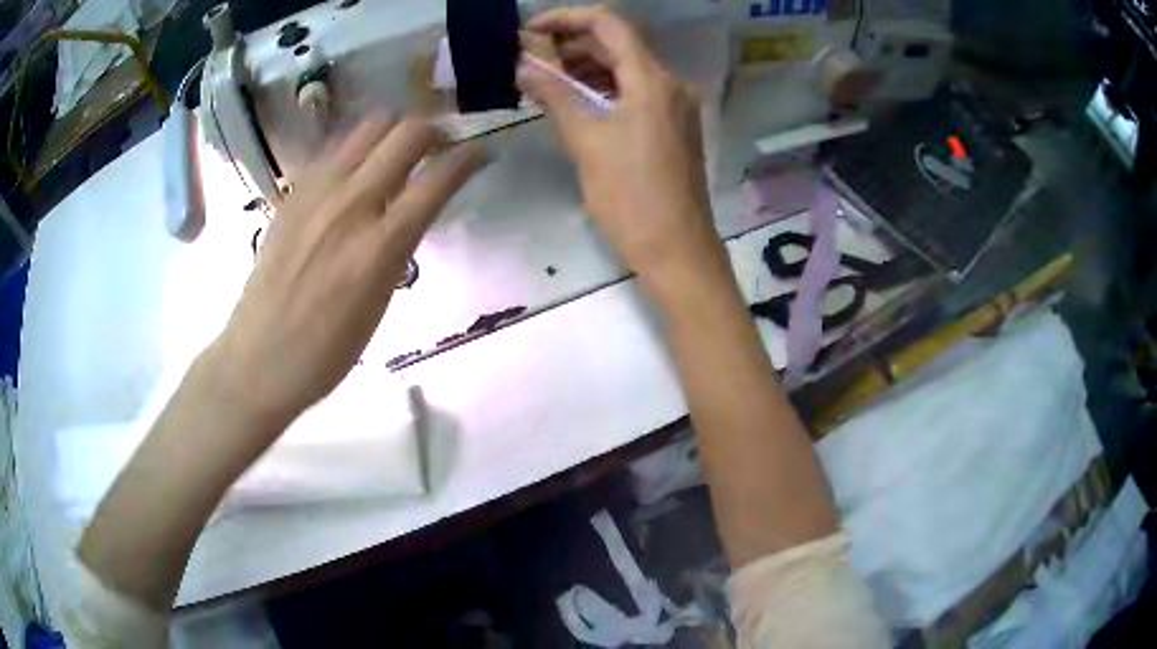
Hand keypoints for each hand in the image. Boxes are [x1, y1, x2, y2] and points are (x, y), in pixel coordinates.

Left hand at [204, 117, 487, 429]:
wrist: (259, 358)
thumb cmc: (327, 351)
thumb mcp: (379, 301)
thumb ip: (398, 244)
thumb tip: (413, 206)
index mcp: (380, 247)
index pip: (438, 179)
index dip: (470, 157)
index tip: (482, 153)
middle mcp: (350, 205)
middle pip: (406, 133)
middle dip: (435, 131)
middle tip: (441, 146)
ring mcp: (316, 193)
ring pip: (368, 127)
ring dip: (394, 131)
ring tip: (399, 152)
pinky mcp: (293, 193)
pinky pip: (334, 150)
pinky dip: (356, 149)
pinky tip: (355, 172)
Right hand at [517, 6, 721, 286]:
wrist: (678, 250)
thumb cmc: (631, 197)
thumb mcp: (586, 142)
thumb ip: (555, 95)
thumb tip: (523, 66)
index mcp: (652, 79)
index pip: (608, 23)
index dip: (566, 18)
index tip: (530, 30)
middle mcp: (670, 83)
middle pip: (618, 45)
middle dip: (571, 44)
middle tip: (529, 57)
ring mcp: (675, 106)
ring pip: (626, 70)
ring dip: (585, 68)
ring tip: (543, 78)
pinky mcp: (674, 127)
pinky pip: (635, 93)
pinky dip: (604, 89)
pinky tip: (575, 100)